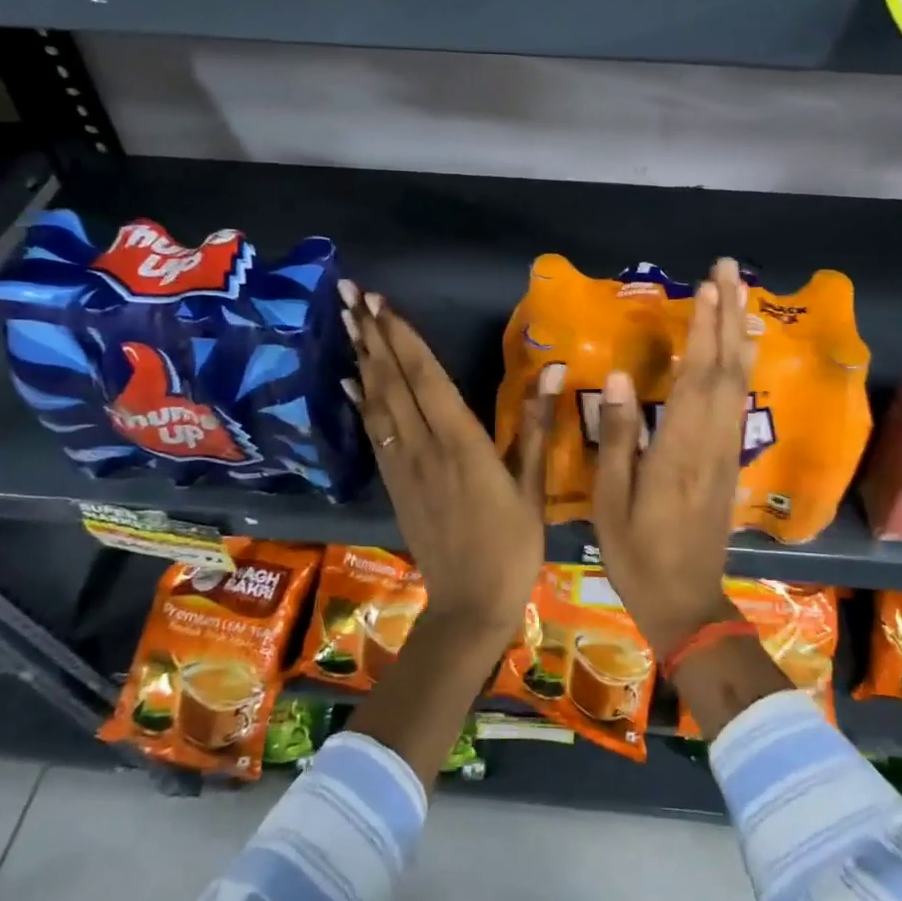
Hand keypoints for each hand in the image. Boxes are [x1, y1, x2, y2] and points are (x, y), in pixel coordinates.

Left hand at [339, 281, 556, 639]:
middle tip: (351, 295)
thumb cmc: (512, 545)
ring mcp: (404, 466)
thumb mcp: (533, 485)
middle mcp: (424, 446)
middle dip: (372, 335)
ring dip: (362, 359)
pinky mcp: (394, 484)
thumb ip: (536, 424)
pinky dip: (360, 403)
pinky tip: (349, 382)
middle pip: (393, 381)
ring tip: (347, 322)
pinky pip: (373, 434)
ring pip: (378, 402)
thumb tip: (554, 369)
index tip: (382, 303)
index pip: (426, 377)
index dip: (403, 338)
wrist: (470, 605)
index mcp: (462, 442)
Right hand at [592, 257, 754, 656]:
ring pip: (739, 382)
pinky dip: (739, 368)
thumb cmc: (637, 553)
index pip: (699, 375)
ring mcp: (726, 451)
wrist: (686, 602)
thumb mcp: (612, 499)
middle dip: (728, 315)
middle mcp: (712, 440)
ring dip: (738, 335)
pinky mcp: (729, 461)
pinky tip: (737, 352)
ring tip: (737, 297)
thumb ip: (620, 436)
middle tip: (727, 270)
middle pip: (727, 368)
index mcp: (681, 448)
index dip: (704, 328)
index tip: (706, 286)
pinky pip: (738, 402)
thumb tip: (622, 378)